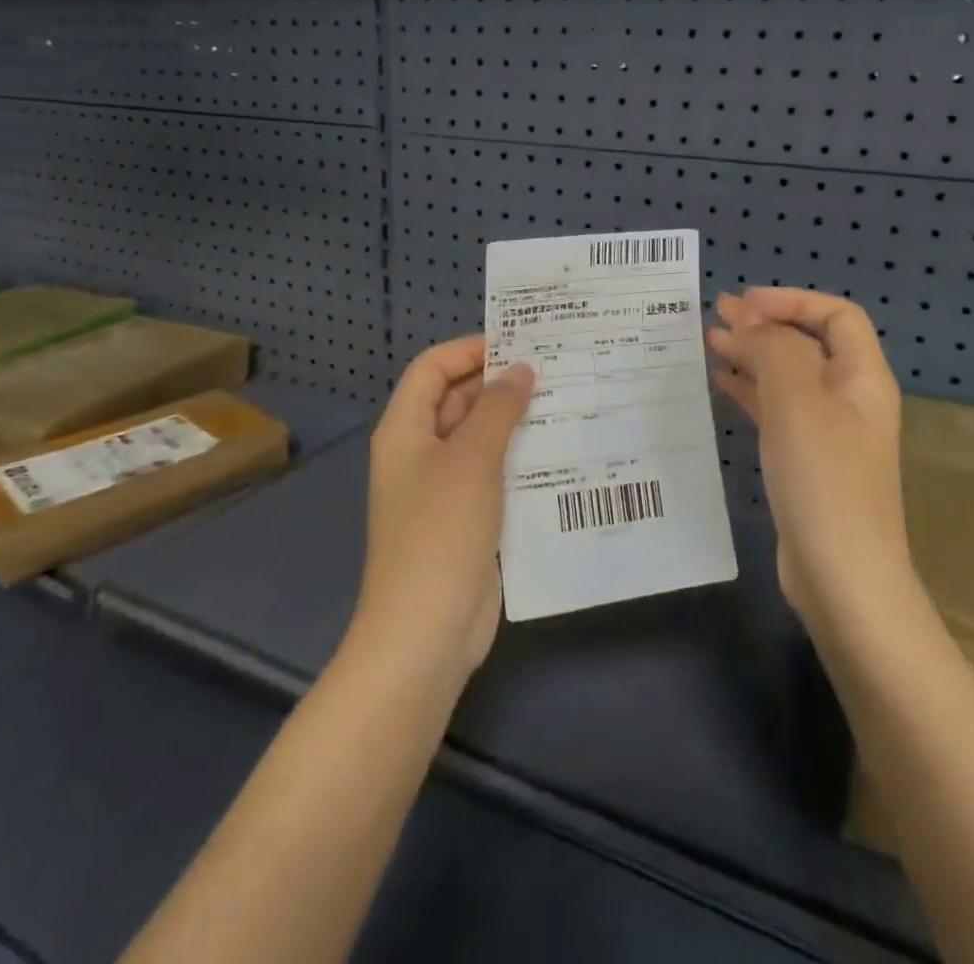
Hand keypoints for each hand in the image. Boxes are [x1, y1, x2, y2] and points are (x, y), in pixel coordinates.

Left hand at [353, 335, 534, 681]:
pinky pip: (494, 474)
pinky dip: (520, 458)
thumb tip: (521, 369)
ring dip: (516, 421)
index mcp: (405, 429)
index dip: (469, 349)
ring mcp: (443, 489)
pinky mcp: (467, 519)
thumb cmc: (441, 531)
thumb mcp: (471, 459)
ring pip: (481, 438)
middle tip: (556, 368)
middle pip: (458, 400)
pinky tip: (562, 452)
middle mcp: (421, 452)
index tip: (519, 342)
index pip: (432, 369)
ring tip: (568, 401)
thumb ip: (497, 408)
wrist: (426, 633)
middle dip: (500, 383)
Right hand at [706, 288, 908, 633]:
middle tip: (717, 315)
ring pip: (788, 376)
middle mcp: (849, 399)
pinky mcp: (806, 461)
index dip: (792, 300)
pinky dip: (750, 390)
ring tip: (710, 342)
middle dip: (766, 324)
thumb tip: (749, 319)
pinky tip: (722, 383)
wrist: (841, 577)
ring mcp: (828, 432)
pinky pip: (777, 410)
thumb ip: (773, 349)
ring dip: (753, 355)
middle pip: (809, 343)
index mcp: (862, 378)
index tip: (744, 303)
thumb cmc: (823, 479)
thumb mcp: (797, 401)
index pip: (836, 315)